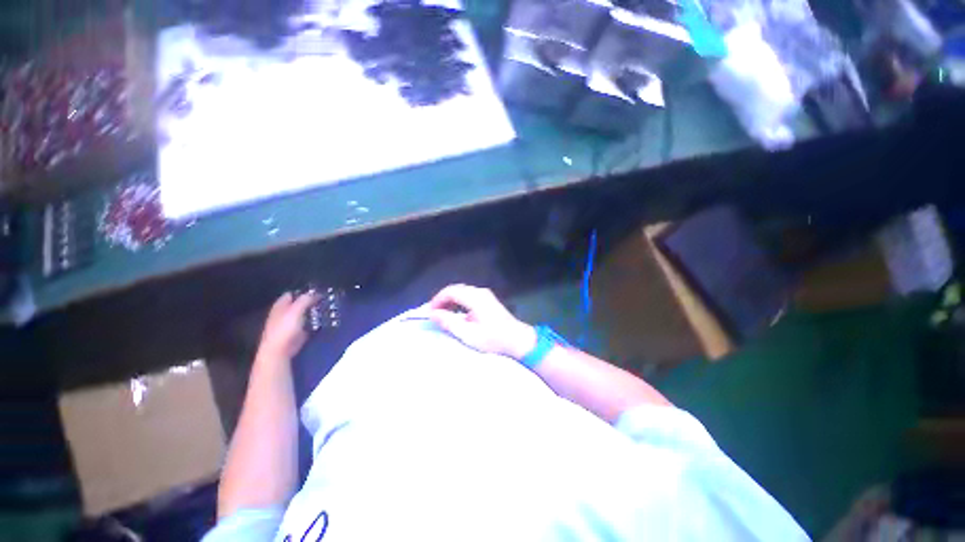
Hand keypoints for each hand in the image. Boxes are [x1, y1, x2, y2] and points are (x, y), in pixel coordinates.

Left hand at [257, 291, 317, 361]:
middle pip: (298, 304)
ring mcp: (290, 324)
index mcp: (280, 305)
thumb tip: (314, 293)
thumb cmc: (285, 329)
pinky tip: (323, 321)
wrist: (279, 351)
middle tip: (324, 300)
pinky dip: (314, 323)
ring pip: (304, 314)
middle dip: (310, 302)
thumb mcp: (296, 310)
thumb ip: (305, 300)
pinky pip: (307, 325)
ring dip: (314, 312)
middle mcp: (284, 313)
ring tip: (326, 309)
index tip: (317, 292)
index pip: (292, 294)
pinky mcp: (296, 333)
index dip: (303, 292)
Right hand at [425, 284, 535, 359]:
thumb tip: (432, 313)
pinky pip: (468, 296)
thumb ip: (449, 322)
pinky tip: (456, 313)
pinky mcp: (488, 300)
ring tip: (442, 314)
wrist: (517, 339)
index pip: (450, 291)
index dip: (437, 300)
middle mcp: (479, 291)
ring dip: (450, 301)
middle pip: (456, 289)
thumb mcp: (468, 334)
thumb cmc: (493, 338)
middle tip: (433, 313)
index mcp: (475, 297)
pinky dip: (459, 302)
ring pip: (462, 292)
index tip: (429, 312)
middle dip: (442, 300)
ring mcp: (485, 294)